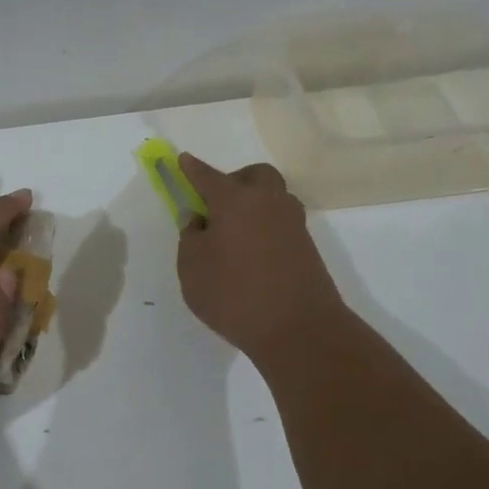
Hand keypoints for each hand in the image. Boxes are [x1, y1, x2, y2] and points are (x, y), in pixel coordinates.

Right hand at [176, 153, 346, 365]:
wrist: (299, 329)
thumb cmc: (233, 295)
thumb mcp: (192, 267)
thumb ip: (191, 237)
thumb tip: (200, 219)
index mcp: (235, 201)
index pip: (208, 176)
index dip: (192, 169)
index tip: (182, 159)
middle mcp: (268, 203)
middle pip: (254, 176)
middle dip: (235, 181)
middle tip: (216, 205)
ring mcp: (292, 224)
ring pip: (273, 197)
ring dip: (254, 203)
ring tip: (234, 233)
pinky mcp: (306, 247)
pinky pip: (281, 223)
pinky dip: (264, 227)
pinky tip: (251, 253)